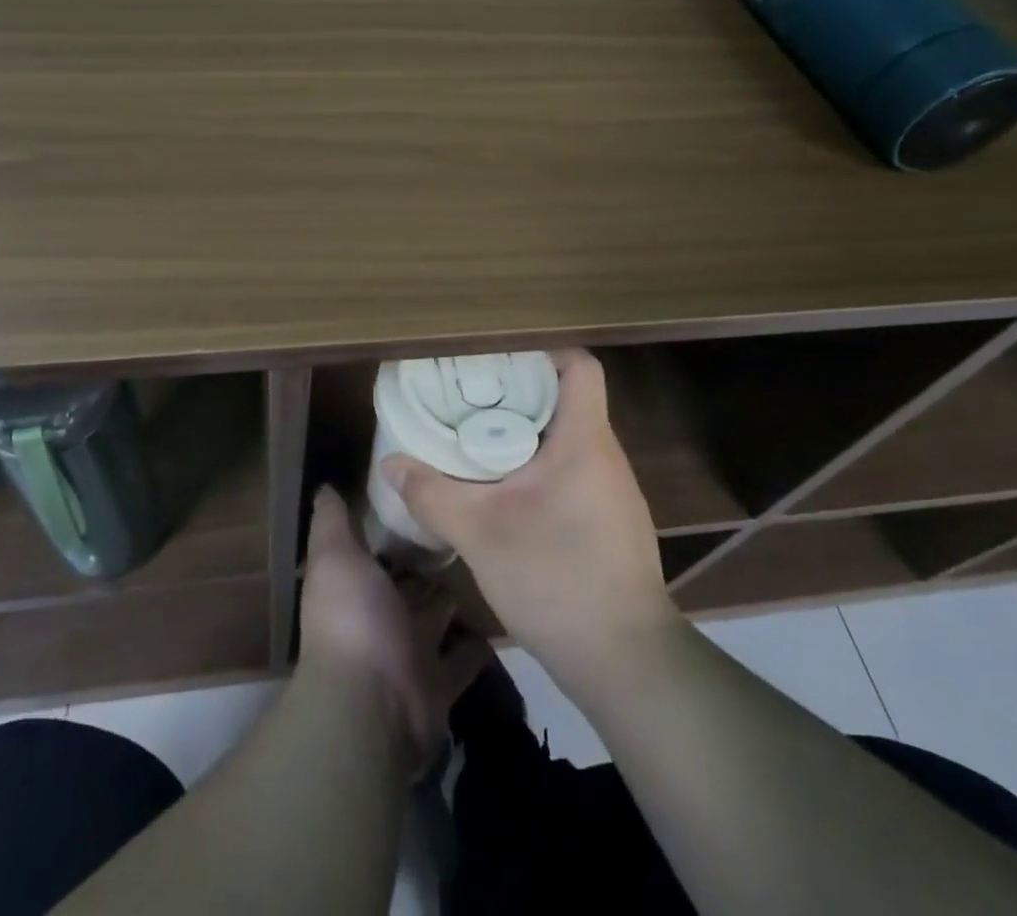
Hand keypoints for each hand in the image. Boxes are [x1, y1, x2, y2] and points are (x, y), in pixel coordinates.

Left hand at [298, 486, 490, 776]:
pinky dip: (481, 643)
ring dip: (458, 597)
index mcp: (356, 587)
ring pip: (439, 617)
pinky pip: (466, 658)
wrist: (372, 703)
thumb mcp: (335, 557)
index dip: (396, 527)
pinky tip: (507, 612)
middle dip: (433, 560)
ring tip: (492, 559)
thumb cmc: (352, 618)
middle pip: (412, 583)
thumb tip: (324, 486)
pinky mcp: (442, 682)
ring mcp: (412, 652)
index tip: (427, 493)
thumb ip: (331, 522)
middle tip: (470, 524)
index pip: (379, 550)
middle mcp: (382, 618)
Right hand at [380, 348, 678, 688]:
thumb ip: (432, 493)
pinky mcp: (611, 522)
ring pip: (568, 439)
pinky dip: (539, 467)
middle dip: (518, 393)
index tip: (497, 360)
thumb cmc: (556, 579)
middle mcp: (605, 456)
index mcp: (584, 440)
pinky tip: (506, 492)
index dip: (542, 352)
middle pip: (567, 399)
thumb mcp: (480, 534)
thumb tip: (391, 463)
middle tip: (469, 399)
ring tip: (478, 439)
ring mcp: (613, 492)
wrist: (625, 663)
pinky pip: (573, 471)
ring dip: (526, 433)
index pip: (580, 367)